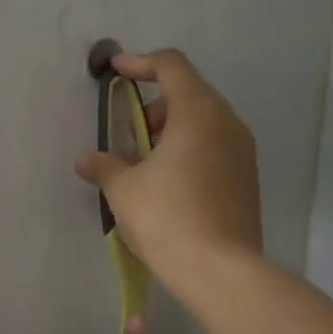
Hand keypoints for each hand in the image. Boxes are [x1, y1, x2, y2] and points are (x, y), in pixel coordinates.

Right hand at [75, 48, 262, 291]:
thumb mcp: (124, 189)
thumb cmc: (167, 218)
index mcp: (198, 112)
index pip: (171, 65)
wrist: (221, 271)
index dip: (140, 63)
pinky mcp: (247, 179)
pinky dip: (188, 151)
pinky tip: (167, 184)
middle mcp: (227, 123)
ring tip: (144, 165)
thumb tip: (86, 159)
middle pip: (189, 93)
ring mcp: (242, 151)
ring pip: (203, 122)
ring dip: (170, 131)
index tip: (115, 72)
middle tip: (129, 136)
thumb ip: (104, 166)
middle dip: (153, 106)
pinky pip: (214, 147)